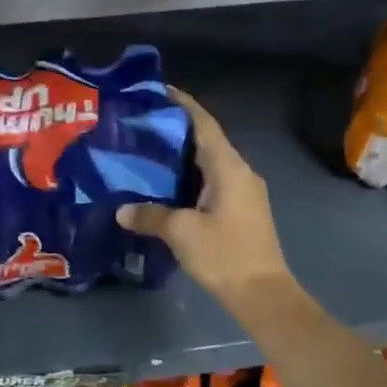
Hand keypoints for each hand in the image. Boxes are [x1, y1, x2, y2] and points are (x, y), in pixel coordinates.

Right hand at [118, 89, 292, 311]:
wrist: (263, 294)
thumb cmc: (225, 255)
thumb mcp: (182, 233)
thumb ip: (150, 216)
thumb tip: (122, 210)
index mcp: (229, 168)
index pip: (204, 124)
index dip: (183, 105)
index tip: (160, 91)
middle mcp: (241, 172)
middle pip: (207, 140)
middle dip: (177, 130)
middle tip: (143, 125)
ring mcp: (245, 192)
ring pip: (210, 163)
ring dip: (183, 156)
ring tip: (149, 152)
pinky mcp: (242, 210)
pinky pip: (213, 181)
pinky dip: (191, 176)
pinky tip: (168, 186)